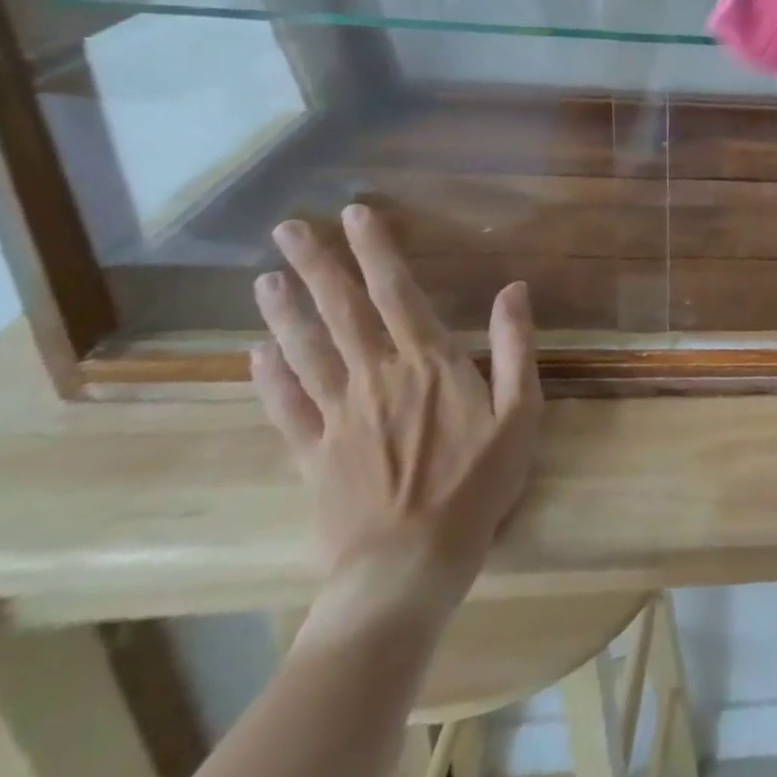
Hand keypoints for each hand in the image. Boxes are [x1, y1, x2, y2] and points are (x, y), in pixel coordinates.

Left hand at [252, 205, 540, 640]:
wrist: (409, 563)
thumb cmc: (478, 481)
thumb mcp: (522, 411)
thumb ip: (518, 346)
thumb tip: (514, 288)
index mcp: (429, 362)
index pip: (396, 292)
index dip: (376, 250)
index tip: (356, 213)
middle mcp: (376, 375)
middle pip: (341, 312)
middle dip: (316, 266)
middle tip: (288, 228)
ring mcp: (337, 415)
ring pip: (305, 351)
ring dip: (284, 311)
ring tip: (265, 276)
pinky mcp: (312, 454)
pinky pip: (285, 407)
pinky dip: (268, 376)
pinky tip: (254, 352)